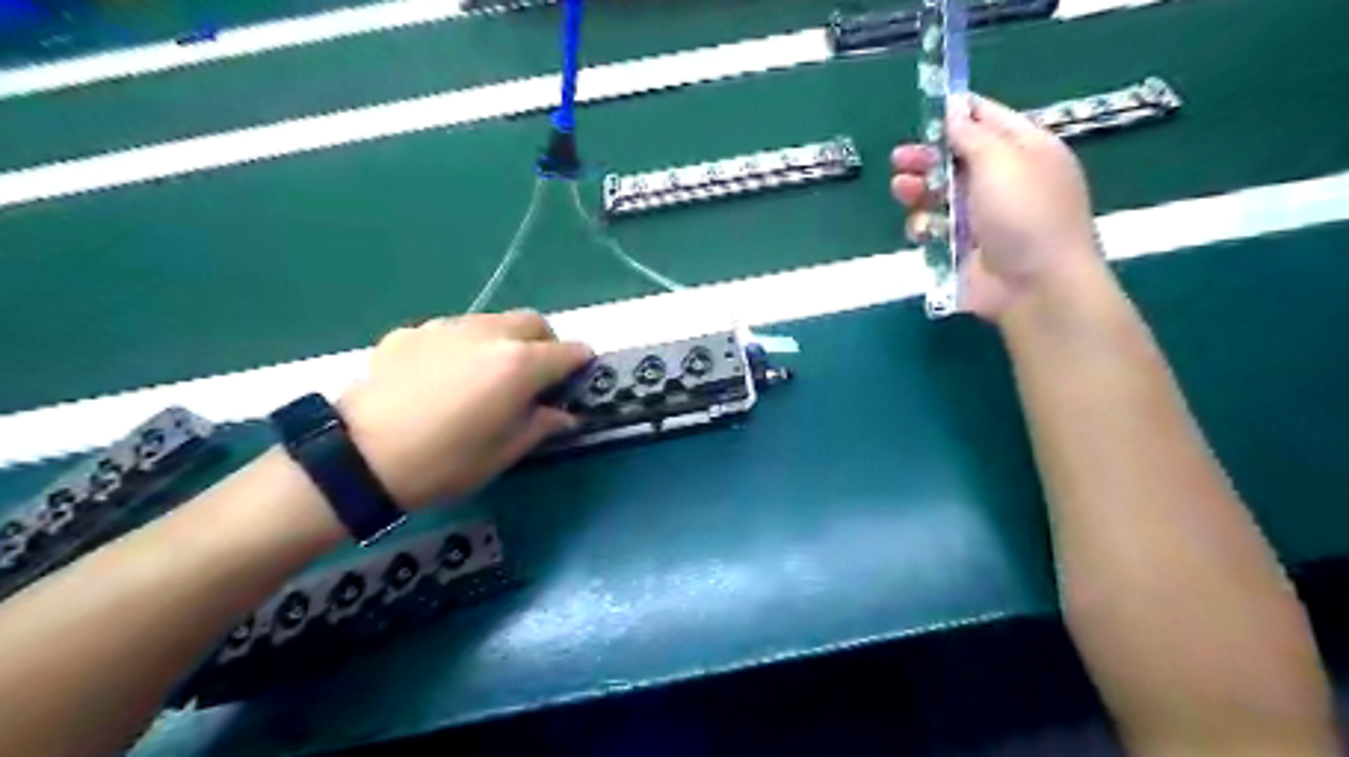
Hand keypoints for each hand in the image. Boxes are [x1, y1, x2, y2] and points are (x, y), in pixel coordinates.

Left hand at [336, 309, 592, 510]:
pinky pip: (452, 332)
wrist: (357, 456)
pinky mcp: (412, 332)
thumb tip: (564, 415)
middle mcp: (489, 334)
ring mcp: (447, 328)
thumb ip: (541, 425)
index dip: (581, 364)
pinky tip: (443, 377)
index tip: (579, 378)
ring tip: (489, 375)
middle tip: (537, 376)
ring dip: (506, 341)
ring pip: (493, 322)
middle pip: (533, 323)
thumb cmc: (444, 461)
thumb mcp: (503, 453)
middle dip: (546, 344)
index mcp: (520, 364)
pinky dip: (463, 347)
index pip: (569, 352)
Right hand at [894, 95, 1101, 317]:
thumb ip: (972, 135)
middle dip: (926, 157)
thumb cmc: (1025, 214)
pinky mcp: (962, 246)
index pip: (989, 119)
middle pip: (956, 159)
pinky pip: (935, 228)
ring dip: (918, 190)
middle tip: (899, 158)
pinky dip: (925, 226)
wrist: (1034, 286)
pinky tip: (922, 229)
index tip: (925, 110)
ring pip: (939, 194)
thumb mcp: (1001, 162)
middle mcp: (1004, 180)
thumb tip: (954, 111)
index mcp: (1026, 151)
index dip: (957, 113)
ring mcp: (982, 216)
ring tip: (901, 190)